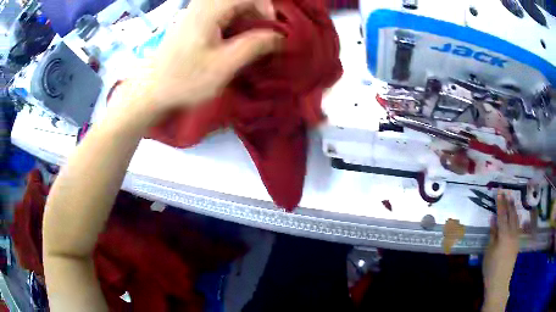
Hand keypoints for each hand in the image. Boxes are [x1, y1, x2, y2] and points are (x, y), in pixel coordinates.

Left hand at [123, 0, 281, 116]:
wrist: (153, 91)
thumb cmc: (185, 81)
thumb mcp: (223, 66)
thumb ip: (254, 46)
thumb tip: (280, 36)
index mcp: (208, 12)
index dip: (267, 8)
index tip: (273, 30)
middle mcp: (201, 6)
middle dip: (258, 12)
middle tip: (265, 34)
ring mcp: (195, 12)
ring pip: (231, 5)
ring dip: (247, 17)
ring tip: (253, 37)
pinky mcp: (192, 21)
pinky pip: (220, 12)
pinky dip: (235, 21)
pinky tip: (235, 38)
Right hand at [482, 191, 519, 310]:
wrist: (499, 282)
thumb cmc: (491, 268)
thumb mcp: (488, 251)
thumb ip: (492, 234)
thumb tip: (493, 219)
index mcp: (504, 235)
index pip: (502, 215)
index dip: (500, 203)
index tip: (499, 192)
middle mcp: (512, 233)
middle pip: (511, 215)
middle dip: (509, 203)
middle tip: (507, 192)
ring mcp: (516, 238)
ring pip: (516, 220)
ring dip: (514, 209)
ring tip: (512, 200)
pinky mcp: (517, 243)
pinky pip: (518, 227)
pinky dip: (516, 219)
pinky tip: (515, 217)